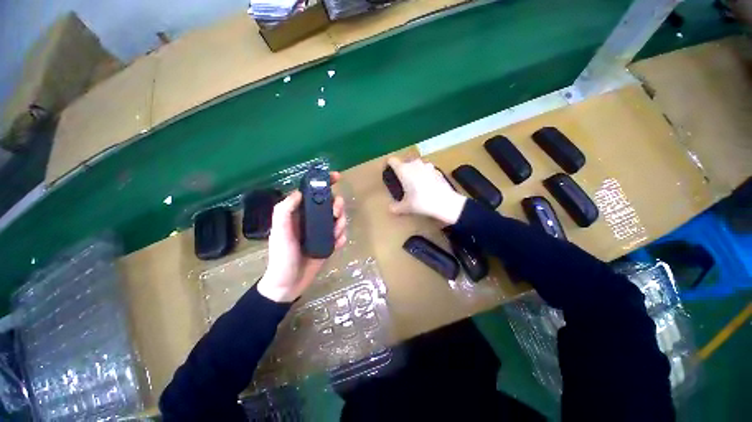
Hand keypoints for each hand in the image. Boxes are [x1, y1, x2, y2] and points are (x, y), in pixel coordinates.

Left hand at [257, 172, 347, 302]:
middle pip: (331, 205)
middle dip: (337, 206)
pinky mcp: (329, 244)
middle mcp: (312, 220)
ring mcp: (322, 232)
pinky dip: (342, 237)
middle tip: (337, 214)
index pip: (313, 194)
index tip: (337, 178)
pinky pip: (341, 235)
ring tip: (336, 233)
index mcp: (300, 214)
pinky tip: (337, 244)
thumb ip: (285, 210)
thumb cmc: (282, 256)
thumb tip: (299, 192)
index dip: (324, 183)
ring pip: (338, 219)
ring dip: (342, 222)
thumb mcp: (280, 231)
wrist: (289, 283)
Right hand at [387, 157, 466, 224]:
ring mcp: (427, 165)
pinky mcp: (437, 169)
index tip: (389, 172)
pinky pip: (427, 169)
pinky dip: (425, 174)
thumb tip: (390, 209)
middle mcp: (414, 164)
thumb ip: (396, 207)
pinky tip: (428, 186)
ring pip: (417, 165)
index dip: (389, 165)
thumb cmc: (422, 202)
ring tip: (416, 184)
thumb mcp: (406, 207)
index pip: (392, 160)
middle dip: (403, 170)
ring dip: (414, 171)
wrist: (445, 202)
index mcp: (404, 170)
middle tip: (403, 182)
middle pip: (404, 162)